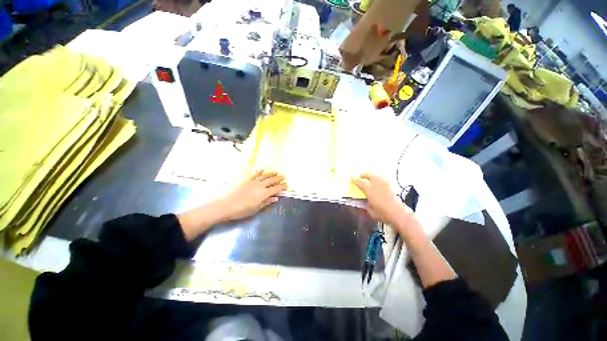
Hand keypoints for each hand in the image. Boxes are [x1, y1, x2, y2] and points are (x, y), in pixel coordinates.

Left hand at [217, 170, 286, 220]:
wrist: (228, 205)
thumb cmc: (243, 210)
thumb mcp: (257, 208)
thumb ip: (267, 202)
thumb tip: (276, 198)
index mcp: (264, 193)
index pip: (276, 188)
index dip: (282, 187)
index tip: (286, 185)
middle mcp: (260, 186)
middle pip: (272, 180)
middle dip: (278, 178)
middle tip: (283, 177)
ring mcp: (253, 182)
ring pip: (265, 176)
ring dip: (271, 174)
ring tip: (276, 172)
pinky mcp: (247, 180)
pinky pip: (255, 175)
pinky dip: (259, 172)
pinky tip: (263, 170)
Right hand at [352, 173, 420, 237]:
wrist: (398, 214)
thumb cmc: (382, 214)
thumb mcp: (369, 210)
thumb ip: (364, 204)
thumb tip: (361, 200)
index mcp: (369, 190)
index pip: (360, 182)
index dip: (355, 181)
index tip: (352, 181)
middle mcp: (376, 184)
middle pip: (368, 175)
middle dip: (363, 175)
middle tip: (360, 177)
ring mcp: (384, 184)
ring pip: (375, 175)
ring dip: (370, 176)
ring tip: (368, 178)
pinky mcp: (390, 186)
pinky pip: (382, 179)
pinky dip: (378, 179)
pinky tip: (377, 182)